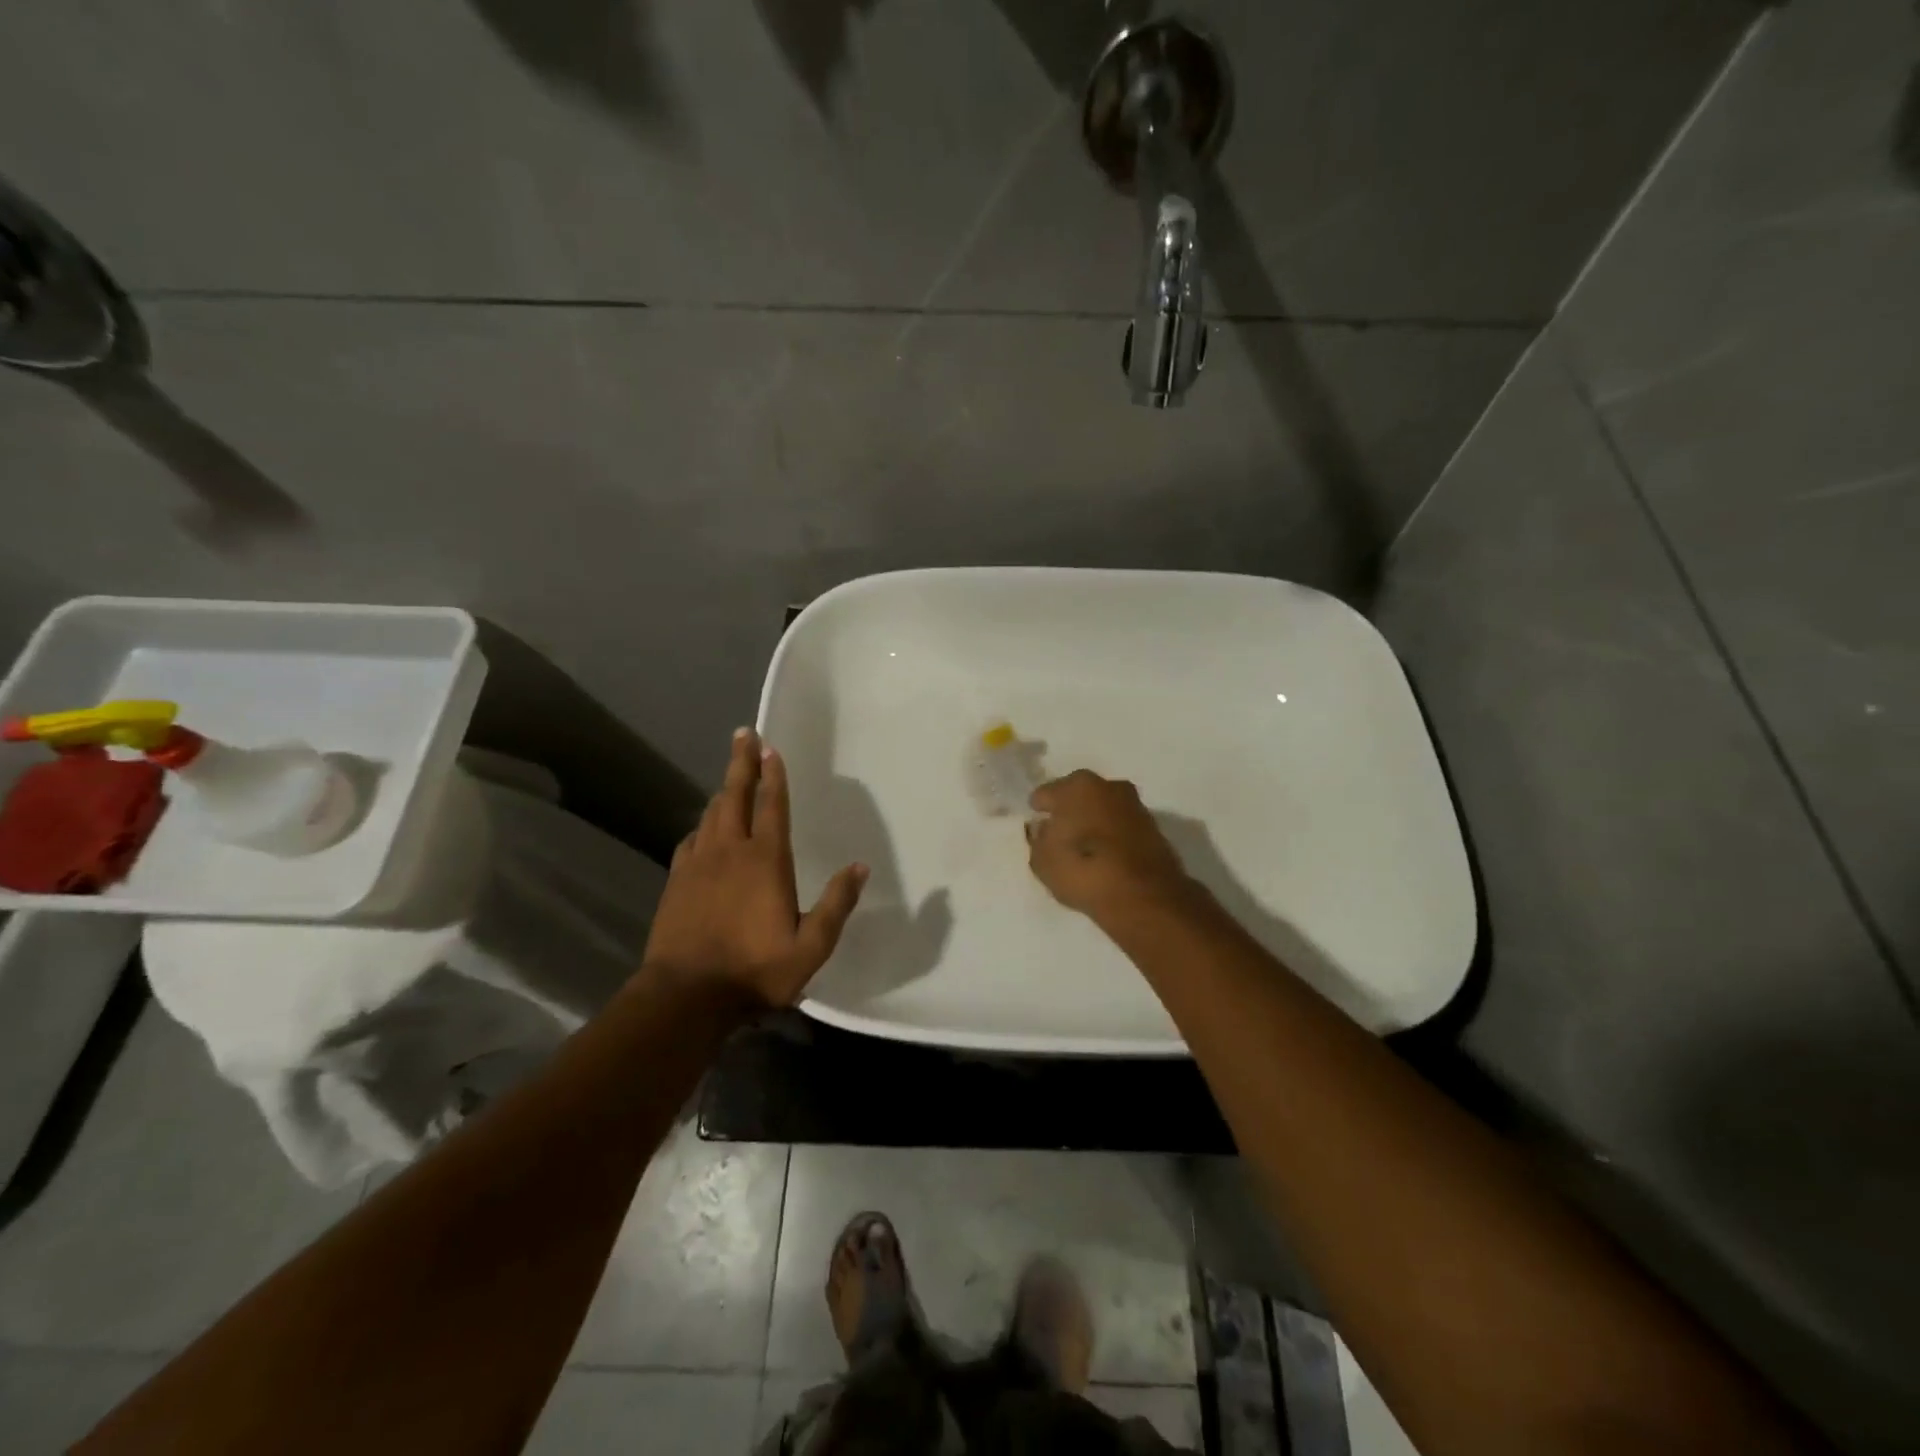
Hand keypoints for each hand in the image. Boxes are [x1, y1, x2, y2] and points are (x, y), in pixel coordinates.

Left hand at [641, 728, 867, 1010]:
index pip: (772, 806)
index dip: (773, 775)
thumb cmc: (755, 970)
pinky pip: (691, 840)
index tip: (770, 747)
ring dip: (723, 791)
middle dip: (741, 763)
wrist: (685, 996)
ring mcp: (699, 864)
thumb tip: (859, 867)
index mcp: (766, 860)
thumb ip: (836, 905)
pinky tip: (704, 830)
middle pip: (735, 796)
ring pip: (711, 814)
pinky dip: (702, 826)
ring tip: (730, 778)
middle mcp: (730, 851)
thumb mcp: (811, 947)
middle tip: (743, 734)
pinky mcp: (677, 881)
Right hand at [1026, 770, 1196, 920]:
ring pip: (1104, 809)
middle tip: (1060, 832)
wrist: (1142, 896)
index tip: (1036, 824)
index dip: (1039, 810)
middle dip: (1070, 810)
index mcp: (1076, 786)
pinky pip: (1121, 827)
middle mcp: (1108, 786)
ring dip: (1094, 821)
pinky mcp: (1154, 828)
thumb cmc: (1082, 869)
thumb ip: (1038, 840)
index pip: (1046, 794)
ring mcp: (1135, 805)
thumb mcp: (1042, 861)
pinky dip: (1113, 836)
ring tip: (1084, 846)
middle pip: (1079, 795)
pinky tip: (1106, 854)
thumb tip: (1044, 830)